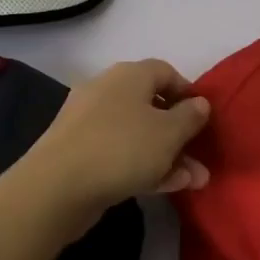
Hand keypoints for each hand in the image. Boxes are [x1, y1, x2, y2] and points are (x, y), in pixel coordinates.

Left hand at [21, 59, 211, 219]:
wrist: (56, 187)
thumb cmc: (122, 148)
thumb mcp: (169, 133)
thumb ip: (190, 117)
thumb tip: (199, 103)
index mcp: (129, 75)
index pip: (165, 72)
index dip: (188, 92)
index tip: (203, 117)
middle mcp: (107, 91)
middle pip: (152, 106)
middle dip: (180, 134)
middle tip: (201, 158)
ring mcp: (90, 123)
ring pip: (138, 134)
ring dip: (167, 155)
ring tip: (194, 181)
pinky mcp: (79, 152)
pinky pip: (120, 153)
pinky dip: (143, 166)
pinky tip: (166, 187)